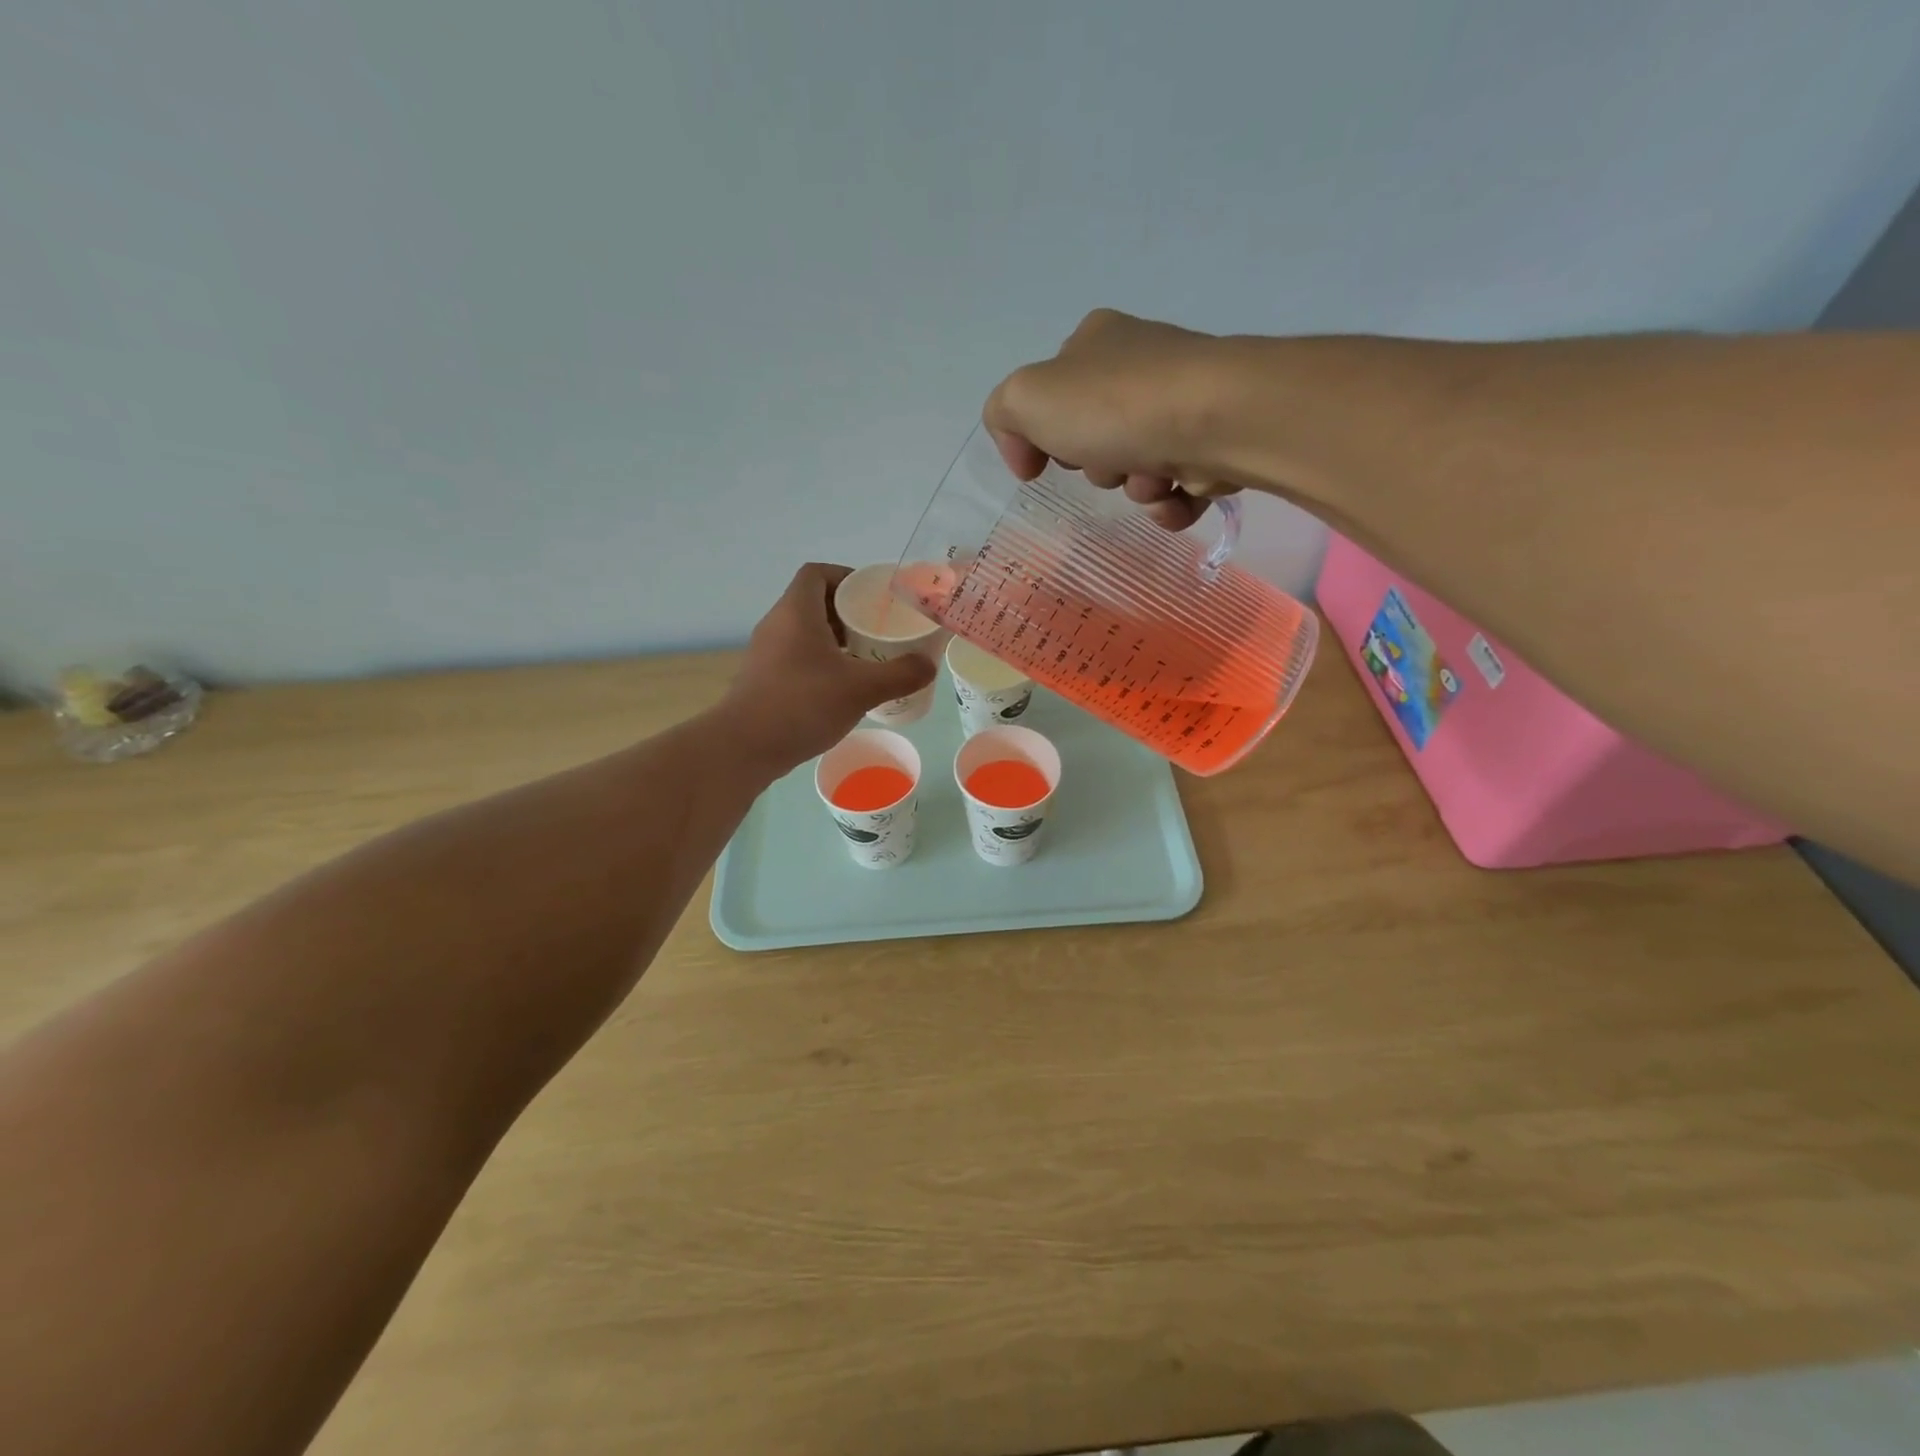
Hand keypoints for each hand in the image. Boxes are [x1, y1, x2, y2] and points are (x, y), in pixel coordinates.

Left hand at [721, 564, 936, 772]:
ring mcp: (767, 653)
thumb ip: (900, 674)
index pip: (817, 573)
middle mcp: (777, 625)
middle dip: (848, 612)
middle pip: (813, 602)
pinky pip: (797, 657)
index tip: (873, 597)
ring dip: (835, 639)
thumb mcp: (861, 689)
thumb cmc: (802, 705)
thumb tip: (929, 665)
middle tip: (878, 629)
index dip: (846, 576)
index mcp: (796, 612)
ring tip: (866, 658)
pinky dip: (821, 662)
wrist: (744, 747)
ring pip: (805, 632)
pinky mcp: (764, 679)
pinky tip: (842, 688)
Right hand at [984, 308, 1242, 530]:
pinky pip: (1175, 490)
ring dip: (1134, 487)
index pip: (1049, 395)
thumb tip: (1027, 454)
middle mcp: (1140, 365)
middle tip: (1105, 461)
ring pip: (1134, 470)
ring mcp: (1182, 402)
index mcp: (1095, 342)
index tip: (1041, 466)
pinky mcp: (1215, 439)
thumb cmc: (1115, 405)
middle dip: (1095, 465)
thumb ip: (1004, 416)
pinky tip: (1174, 496)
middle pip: (1092, 440)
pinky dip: (1168, 504)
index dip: (1040, 436)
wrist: (1217, 419)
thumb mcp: (1027, 399)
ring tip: (1151, 479)